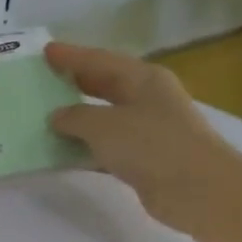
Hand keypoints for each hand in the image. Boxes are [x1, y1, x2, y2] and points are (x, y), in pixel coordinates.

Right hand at [44, 41, 240, 233]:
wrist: (198, 191)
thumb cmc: (151, 145)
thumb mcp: (103, 125)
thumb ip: (74, 117)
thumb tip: (57, 116)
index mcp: (143, 78)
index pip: (100, 60)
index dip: (71, 56)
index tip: (45, 51)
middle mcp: (148, 99)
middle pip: (104, 85)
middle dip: (75, 83)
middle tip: (43, 80)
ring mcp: (149, 130)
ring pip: (104, 118)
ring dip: (77, 119)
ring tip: (44, 117)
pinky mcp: (146, 159)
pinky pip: (107, 147)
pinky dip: (86, 148)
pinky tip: (62, 153)